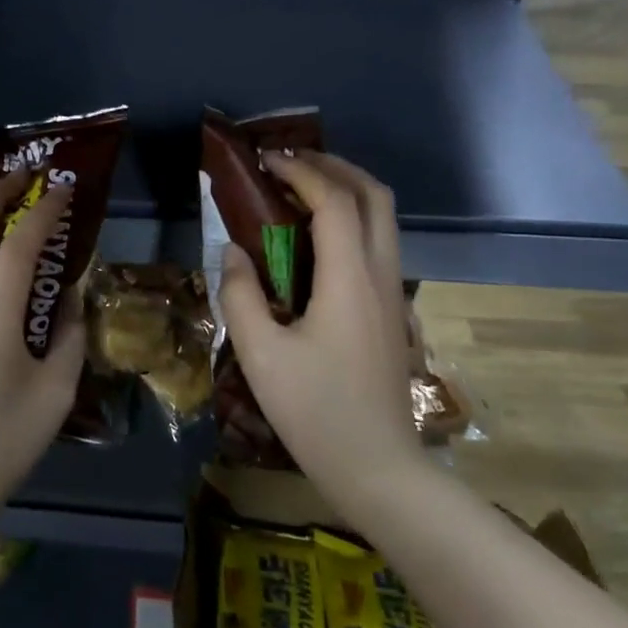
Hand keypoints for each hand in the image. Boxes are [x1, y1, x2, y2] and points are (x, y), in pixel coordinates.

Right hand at [218, 151, 417, 494]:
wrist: (377, 467)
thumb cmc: (315, 410)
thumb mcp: (260, 353)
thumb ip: (241, 294)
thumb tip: (234, 252)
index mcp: (350, 278)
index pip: (333, 201)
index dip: (300, 172)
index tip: (265, 161)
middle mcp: (381, 274)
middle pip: (374, 196)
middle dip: (335, 167)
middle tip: (291, 163)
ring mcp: (393, 294)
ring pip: (384, 219)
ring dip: (347, 191)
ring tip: (302, 191)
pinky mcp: (391, 312)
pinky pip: (379, 244)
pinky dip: (352, 220)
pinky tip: (318, 240)